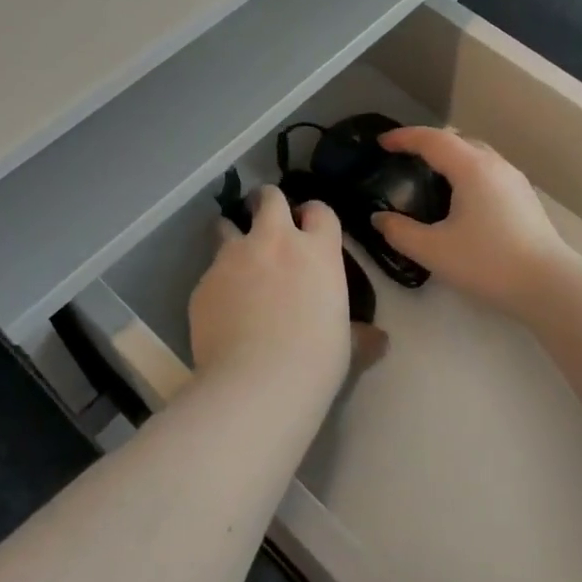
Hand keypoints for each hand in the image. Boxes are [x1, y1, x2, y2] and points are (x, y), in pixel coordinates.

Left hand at [188, 186, 355, 392]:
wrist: (255, 383)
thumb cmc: (315, 361)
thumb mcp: (347, 346)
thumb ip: (359, 334)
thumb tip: (378, 339)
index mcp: (317, 251)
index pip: (319, 210)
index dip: (313, 215)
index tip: (308, 226)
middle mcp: (274, 242)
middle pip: (268, 198)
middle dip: (267, 203)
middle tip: (266, 222)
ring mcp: (233, 258)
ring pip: (227, 226)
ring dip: (232, 235)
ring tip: (236, 261)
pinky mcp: (203, 282)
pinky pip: (210, 272)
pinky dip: (217, 283)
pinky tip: (221, 310)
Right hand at [371, 128, 571, 316]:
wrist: (548, 285)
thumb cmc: (488, 262)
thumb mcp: (434, 251)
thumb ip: (400, 232)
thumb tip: (379, 219)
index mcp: (471, 168)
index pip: (432, 139)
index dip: (404, 137)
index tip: (381, 143)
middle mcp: (495, 165)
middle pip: (456, 140)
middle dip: (427, 143)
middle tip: (404, 158)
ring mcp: (514, 180)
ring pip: (476, 154)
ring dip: (450, 157)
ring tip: (430, 176)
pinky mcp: (524, 198)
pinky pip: (488, 171)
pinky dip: (466, 171)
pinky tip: (460, 198)